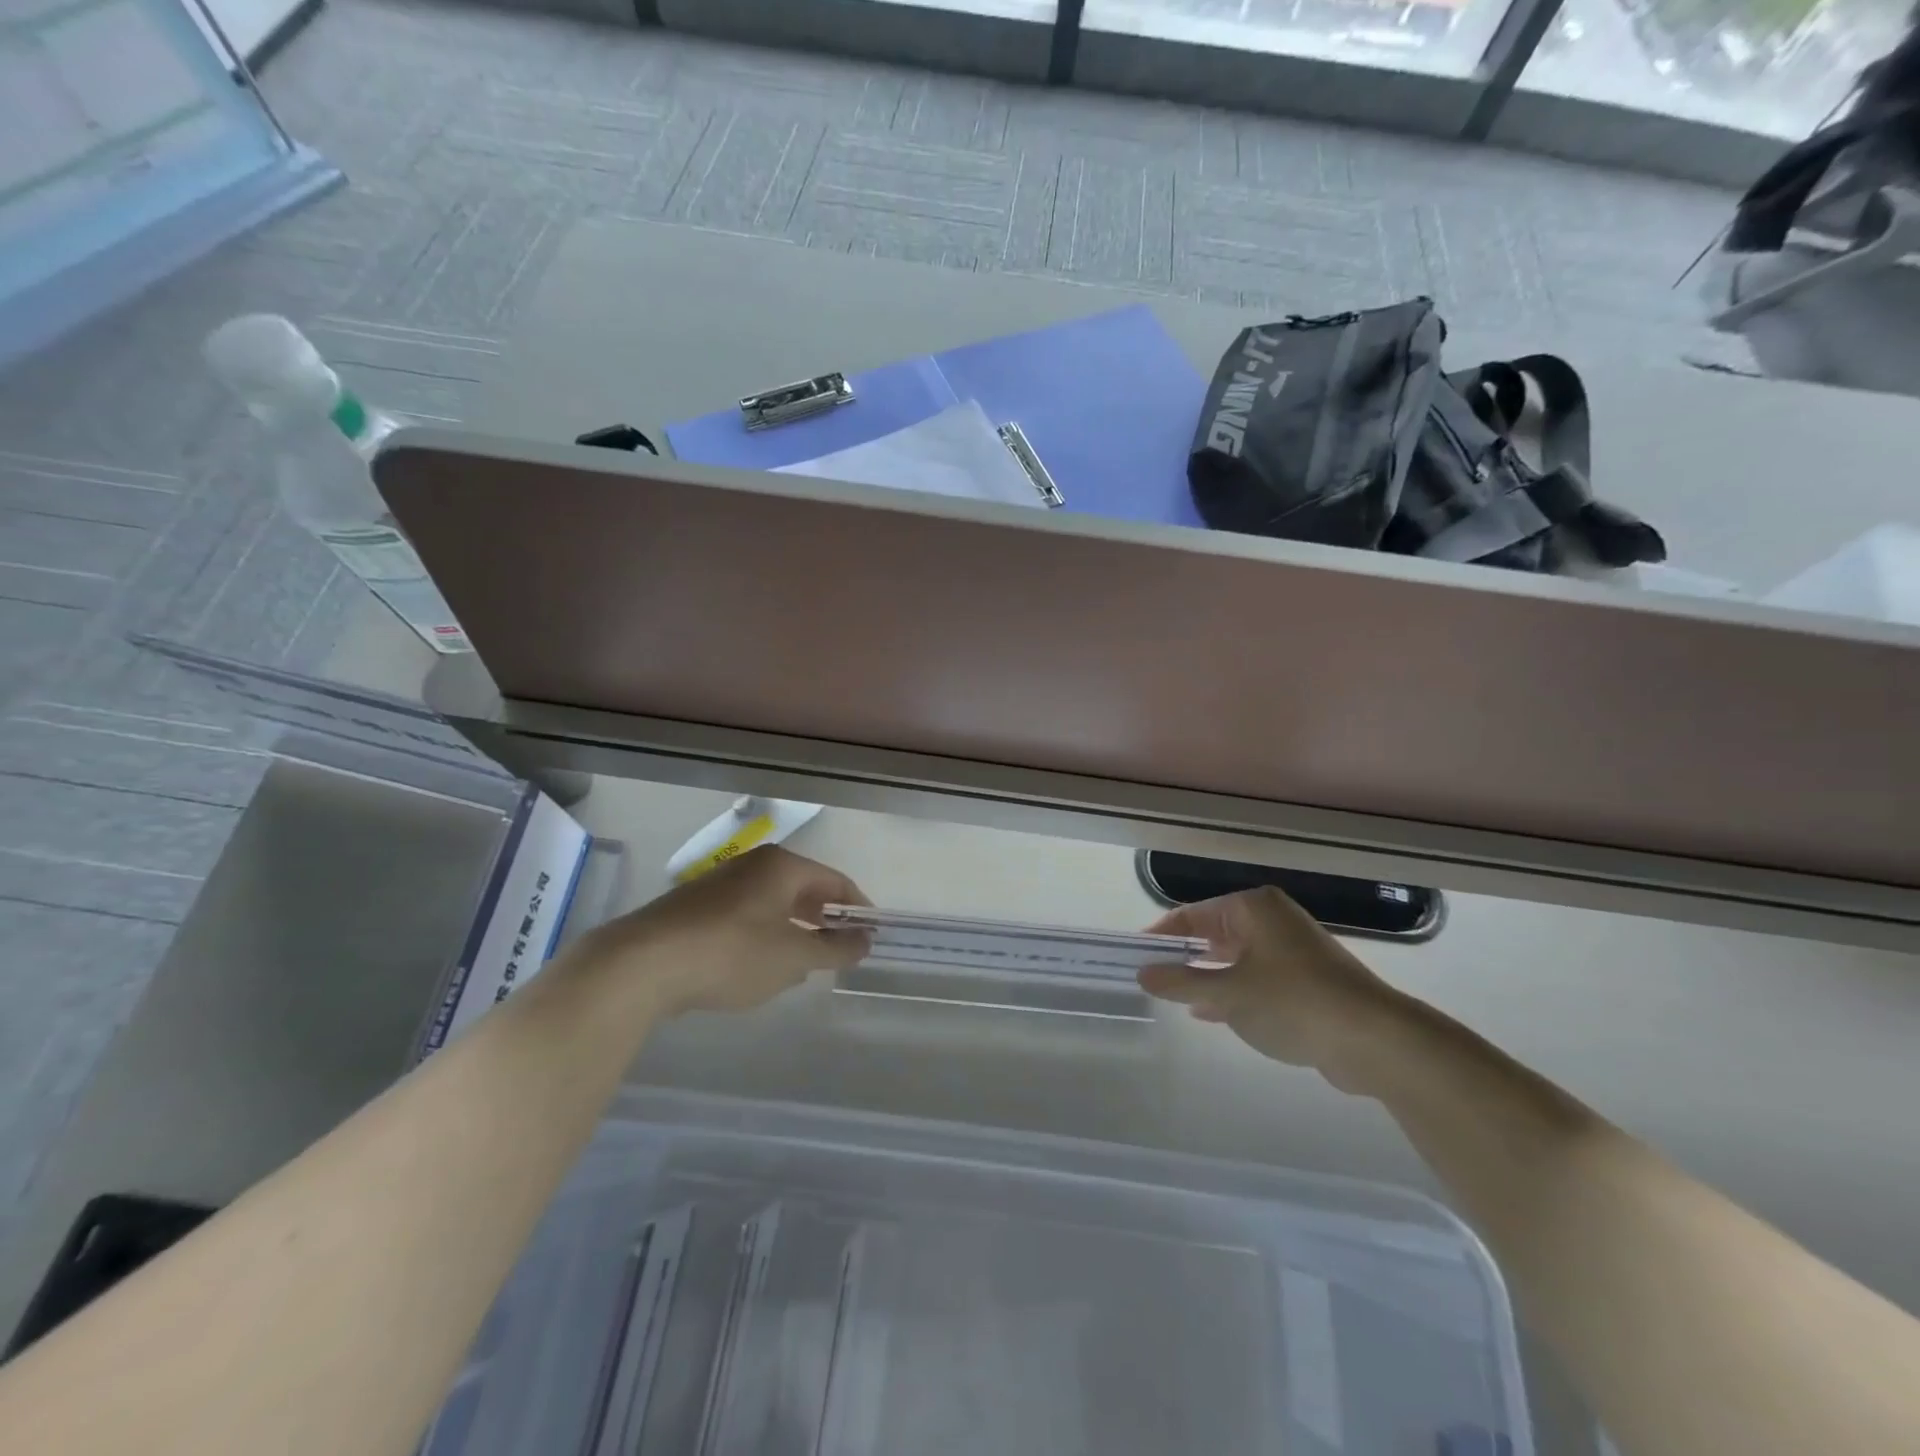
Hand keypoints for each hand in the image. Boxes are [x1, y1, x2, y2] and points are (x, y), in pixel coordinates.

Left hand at [578, 846, 872, 1014]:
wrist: (642, 964)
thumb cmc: (731, 953)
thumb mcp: (793, 958)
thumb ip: (835, 949)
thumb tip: (865, 940)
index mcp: (783, 866)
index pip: (836, 881)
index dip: (858, 909)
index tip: (870, 937)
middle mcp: (754, 865)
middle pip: (804, 889)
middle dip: (824, 921)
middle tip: (840, 952)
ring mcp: (721, 883)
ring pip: (773, 903)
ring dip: (794, 931)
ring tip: (802, 965)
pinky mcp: (696, 906)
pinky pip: (746, 915)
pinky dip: (763, 936)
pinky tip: (757, 966)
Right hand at [1138, 888, 1403, 1088]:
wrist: (1375, 1040)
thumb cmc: (1293, 1002)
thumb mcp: (1228, 993)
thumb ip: (1181, 982)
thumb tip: (1143, 973)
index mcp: (1252, 908)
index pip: (1192, 914)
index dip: (1161, 935)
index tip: (1135, 956)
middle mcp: (1272, 920)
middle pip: (1213, 934)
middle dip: (1183, 957)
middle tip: (1152, 979)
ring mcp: (1292, 950)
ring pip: (1235, 958)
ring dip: (1207, 977)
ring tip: (1175, 998)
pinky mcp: (1307, 980)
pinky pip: (1256, 978)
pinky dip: (1233, 991)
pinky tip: (1211, 1013)